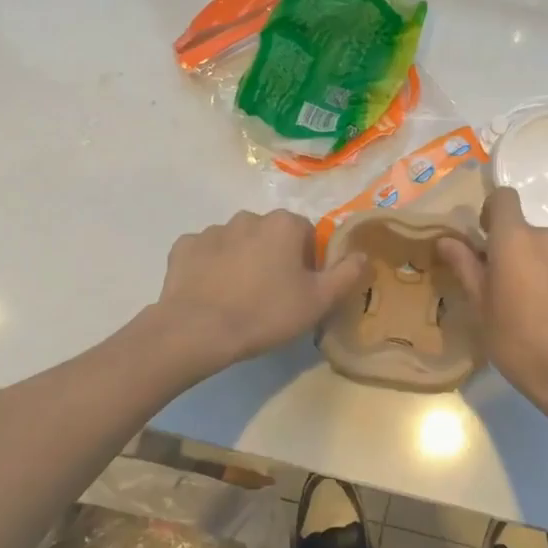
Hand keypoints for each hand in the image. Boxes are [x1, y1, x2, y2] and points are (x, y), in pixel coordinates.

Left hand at [156, 210, 368, 369]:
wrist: (198, 330)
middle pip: (271, 235)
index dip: (307, 262)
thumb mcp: (318, 301)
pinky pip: (205, 254)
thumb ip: (347, 274)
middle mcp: (249, 217)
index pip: (306, 234)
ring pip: (237, 243)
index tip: (300, 289)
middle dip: (274, 257)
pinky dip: (210, 268)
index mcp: (284, 224)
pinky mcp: (184, 247)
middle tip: (271, 295)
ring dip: (242, 261)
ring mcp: (212, 230)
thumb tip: (363, 254)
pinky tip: (210, 294)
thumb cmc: (266, 313)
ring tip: (238, 298)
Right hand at [437, 188, 547, 432]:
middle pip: (529, 231)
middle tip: (512, 288)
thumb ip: (465, 267)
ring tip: (545, 305)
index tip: (487, 239)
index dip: (493, 211)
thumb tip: (446, 240)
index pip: (504, 197)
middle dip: (518, 250)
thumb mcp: (482, 310)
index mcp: (515, 240)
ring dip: (546, 265)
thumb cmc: (520, 344)